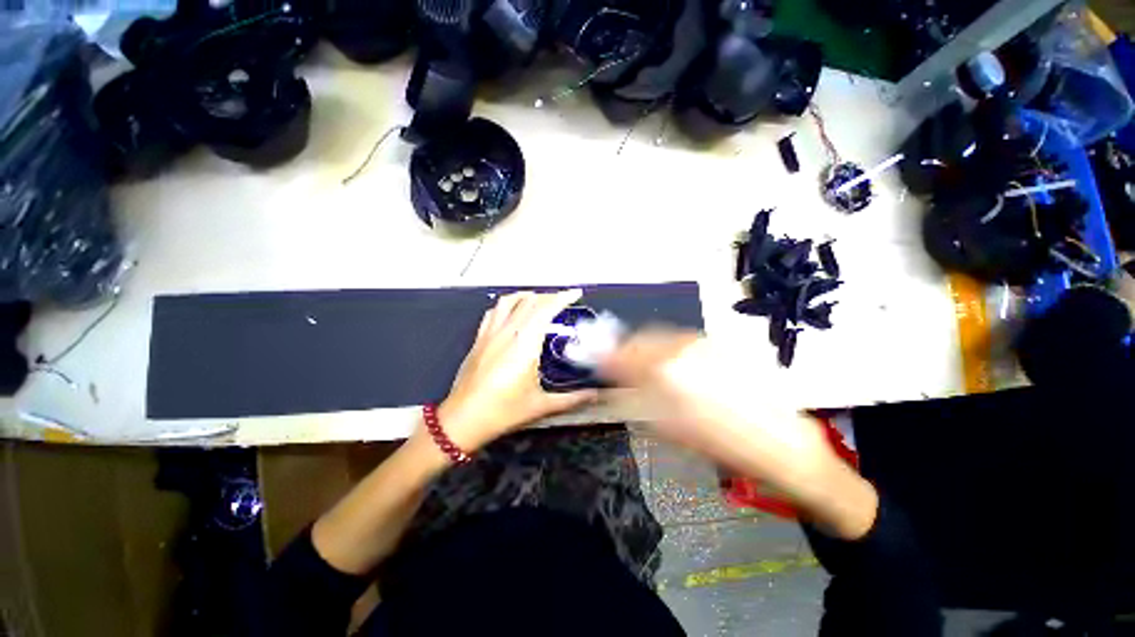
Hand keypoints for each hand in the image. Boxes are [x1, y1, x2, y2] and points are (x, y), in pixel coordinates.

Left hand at [436, 290, 598, 451]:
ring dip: (527, 296)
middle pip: (530, 301)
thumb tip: (595, 395)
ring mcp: (490, 333)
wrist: (463, 419)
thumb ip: (571, 399)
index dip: (563, 297)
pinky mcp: (478, 339)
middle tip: (563, 301)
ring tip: (539, 301)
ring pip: (509, 301)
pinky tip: (513, 314)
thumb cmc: (504, 411)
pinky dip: (507, 305)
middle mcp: (508, 331)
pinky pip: (493, 312)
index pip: (546, 308)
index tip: (576, 293)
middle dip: (549, 296)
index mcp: (525, 343)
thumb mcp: (541, 406)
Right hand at [600, 328, 877, 538]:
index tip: (598, 360)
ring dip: (649, 347)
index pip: (624, 353)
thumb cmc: (718, 443)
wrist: (780, 441)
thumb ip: (636, 396)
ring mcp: (704, 343)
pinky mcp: (720, 345)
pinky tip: (678, 366)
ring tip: (650, 367)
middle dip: (627, 349)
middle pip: (642, 337)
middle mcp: (683, 347)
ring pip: (663, 336)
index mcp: (666, 370)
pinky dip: (671, 348)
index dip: (606, 355)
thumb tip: (615, 378)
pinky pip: (684, 340)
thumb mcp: (668, 426)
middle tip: (622, 365)